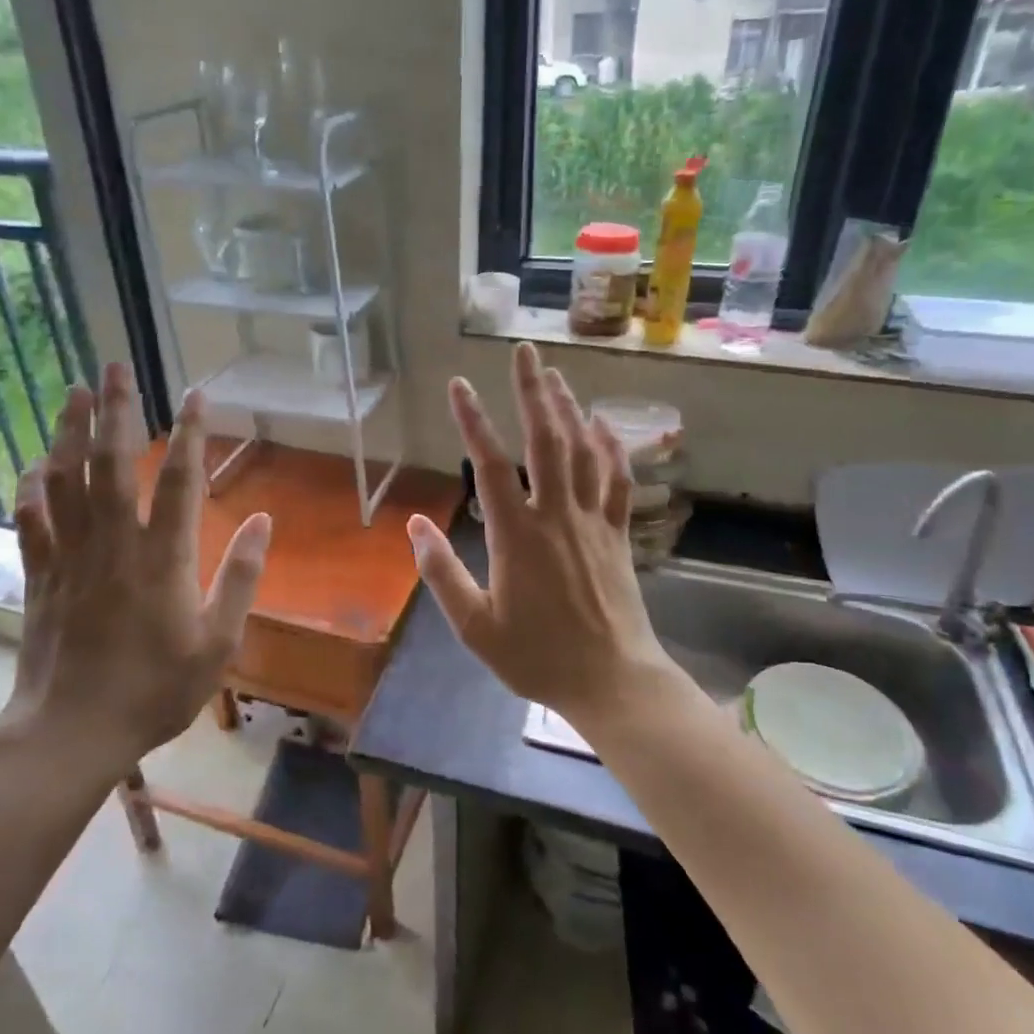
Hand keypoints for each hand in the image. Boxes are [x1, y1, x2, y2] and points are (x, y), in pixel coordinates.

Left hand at [4, 364, 271, 774]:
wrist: (72, 731)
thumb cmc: (155, 690)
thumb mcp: (218, 643)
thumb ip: (241, 577)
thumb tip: (266, 521)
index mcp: (163, 558)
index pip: (179, 480)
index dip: (190, 433)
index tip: (195, 395)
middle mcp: (114, 544)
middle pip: (112, 463)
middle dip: (116, 410)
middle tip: (115, 366)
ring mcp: (71, 556)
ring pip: (66, 480)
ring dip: (69, 431)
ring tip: (74, 391)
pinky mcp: (41, 575)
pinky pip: (31, 519)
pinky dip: (32, 487)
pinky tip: (35, 463)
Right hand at [406, 343, 672, 724]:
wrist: (611, 681)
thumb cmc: (537, 657)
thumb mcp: (475, 626)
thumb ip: (442, 573)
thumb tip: (413, 525)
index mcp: (517, 535)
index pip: (490, 465)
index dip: (473, 422)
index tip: (459, 386)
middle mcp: (556, 515)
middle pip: (545, 442)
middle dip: (532, 393)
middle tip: (525, 352)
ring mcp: (593, 522)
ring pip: (583, 453)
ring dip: (568, 410)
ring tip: (555, 376)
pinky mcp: (618, 535)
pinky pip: (619, 482)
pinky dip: (613, 450)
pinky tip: (605, 425)